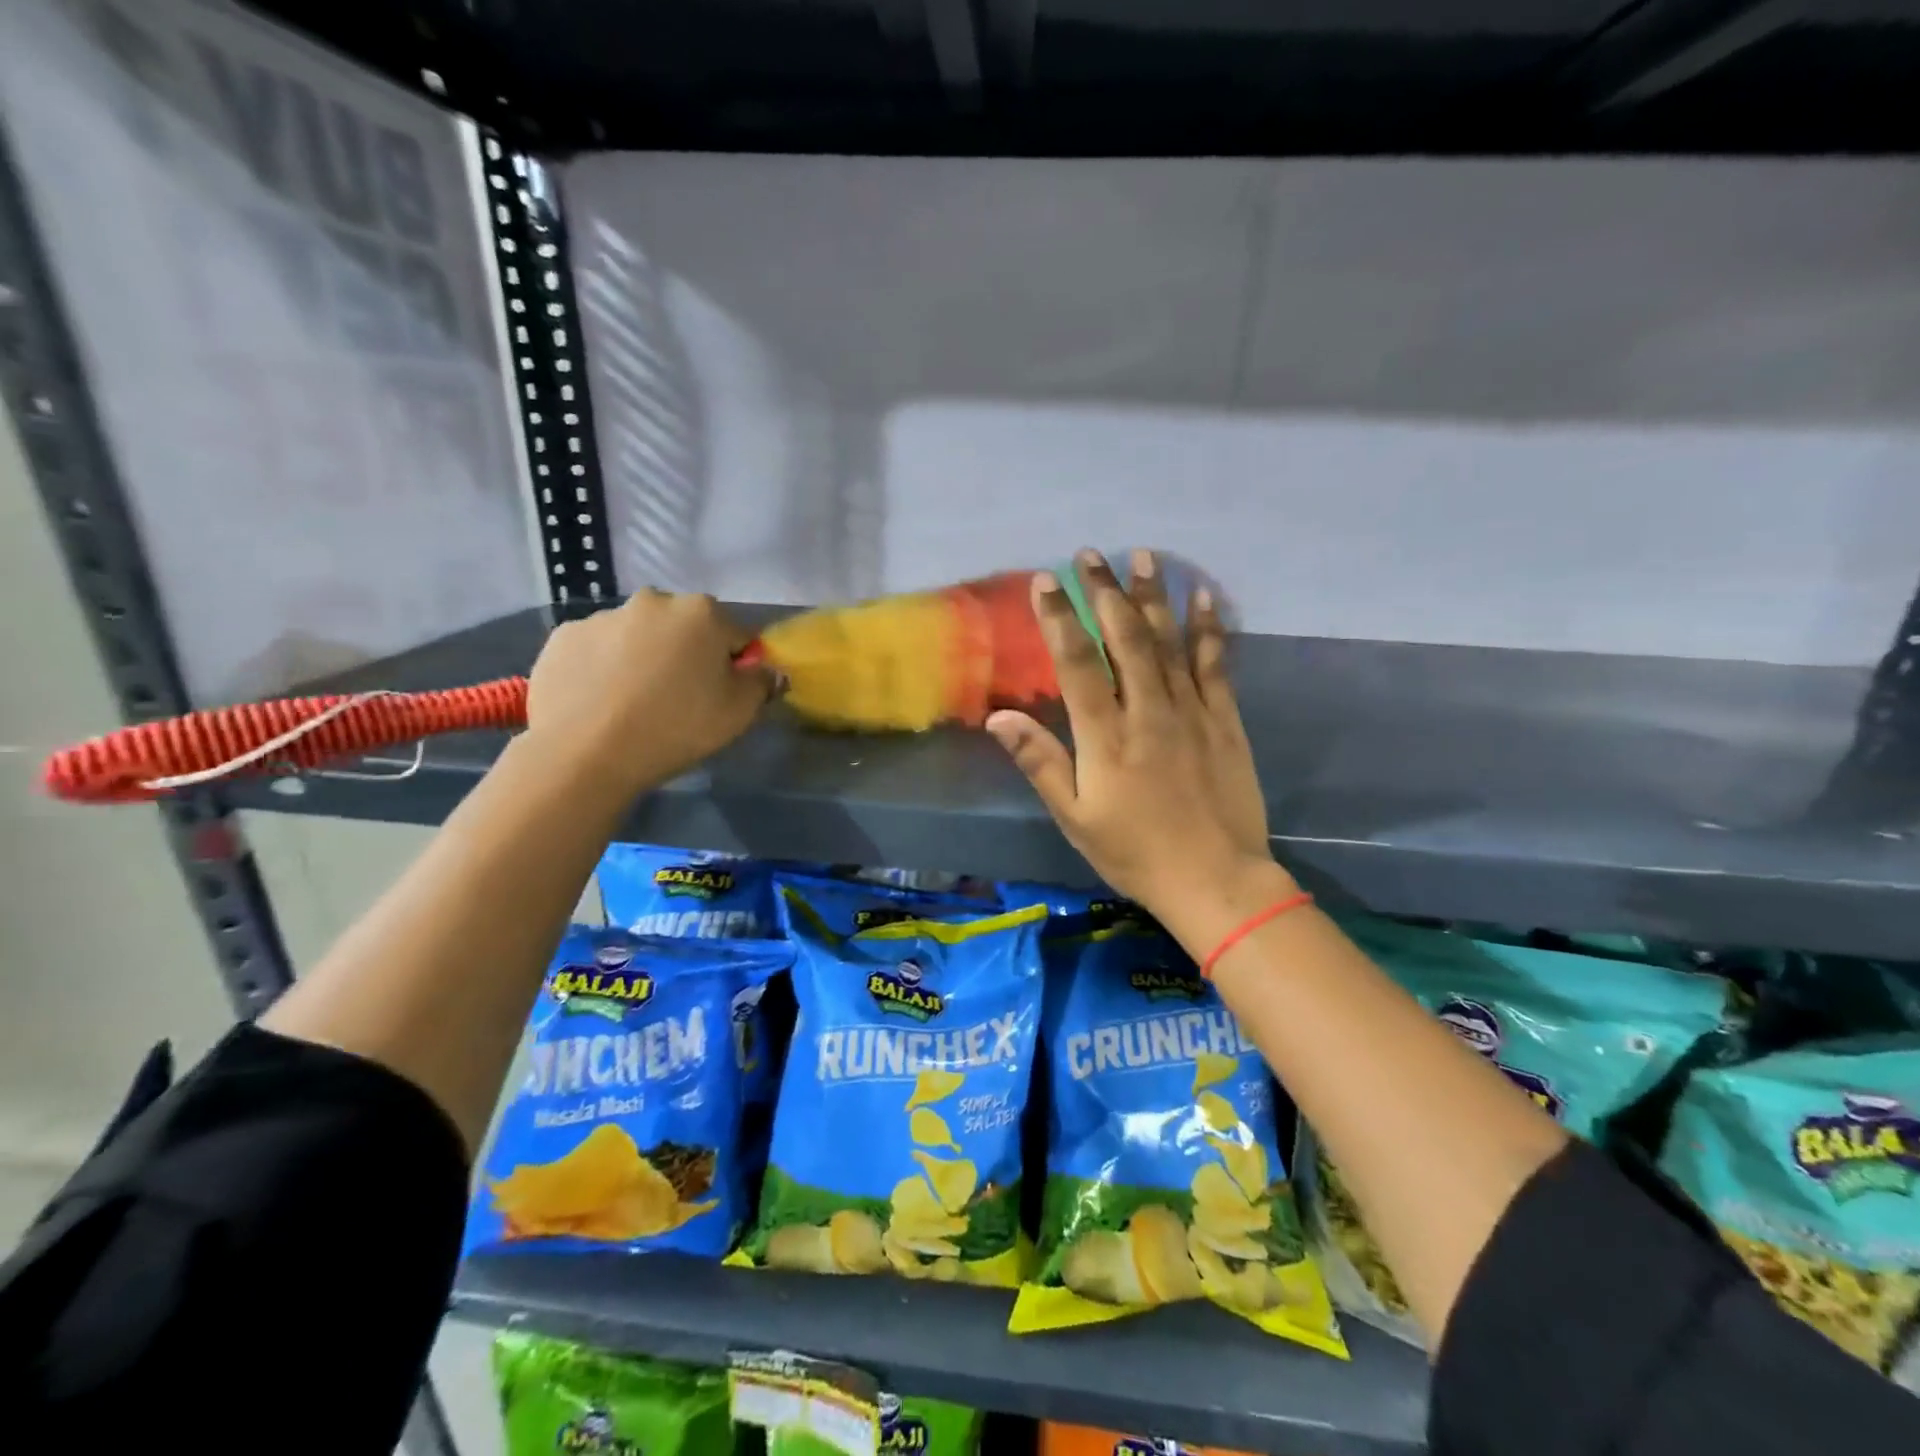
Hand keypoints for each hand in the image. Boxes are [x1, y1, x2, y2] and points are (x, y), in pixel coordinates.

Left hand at [525, 591, 774, 795]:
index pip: (737, 636)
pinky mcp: (563, 636)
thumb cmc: (676, 728)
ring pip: (640, 636)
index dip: (737, 667)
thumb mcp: (739, 713)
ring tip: (635, 703)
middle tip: (680, 699)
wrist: (585, 753)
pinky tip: (602, 701)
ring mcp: (603, 616)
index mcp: (703, 613)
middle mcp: (654, 601)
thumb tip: (764, 670)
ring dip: (645, 658)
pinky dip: (604, 667)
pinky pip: (598, 649)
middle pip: (686, 629)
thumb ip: (761, 683)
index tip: (724, 695)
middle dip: (688, 654)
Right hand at [985, 549, 1297, 955]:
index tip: (1045, 580)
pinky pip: (1215, 664)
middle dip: (1105, 592)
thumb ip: (1040, 762)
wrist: (1216, 880)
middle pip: (1125, 638)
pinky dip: (1208, 628)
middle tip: (1091, 555)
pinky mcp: (1224, 720)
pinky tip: (1203, 597)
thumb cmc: (1134, 852)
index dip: (1059, 618)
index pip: (1077, 663)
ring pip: (1169, 641)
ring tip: (1143, 556)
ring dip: (1153, 596)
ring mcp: (1191, 711)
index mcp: (1106, 736)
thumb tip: (998, 717)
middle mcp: (1148, 711)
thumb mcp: (1074, 817)